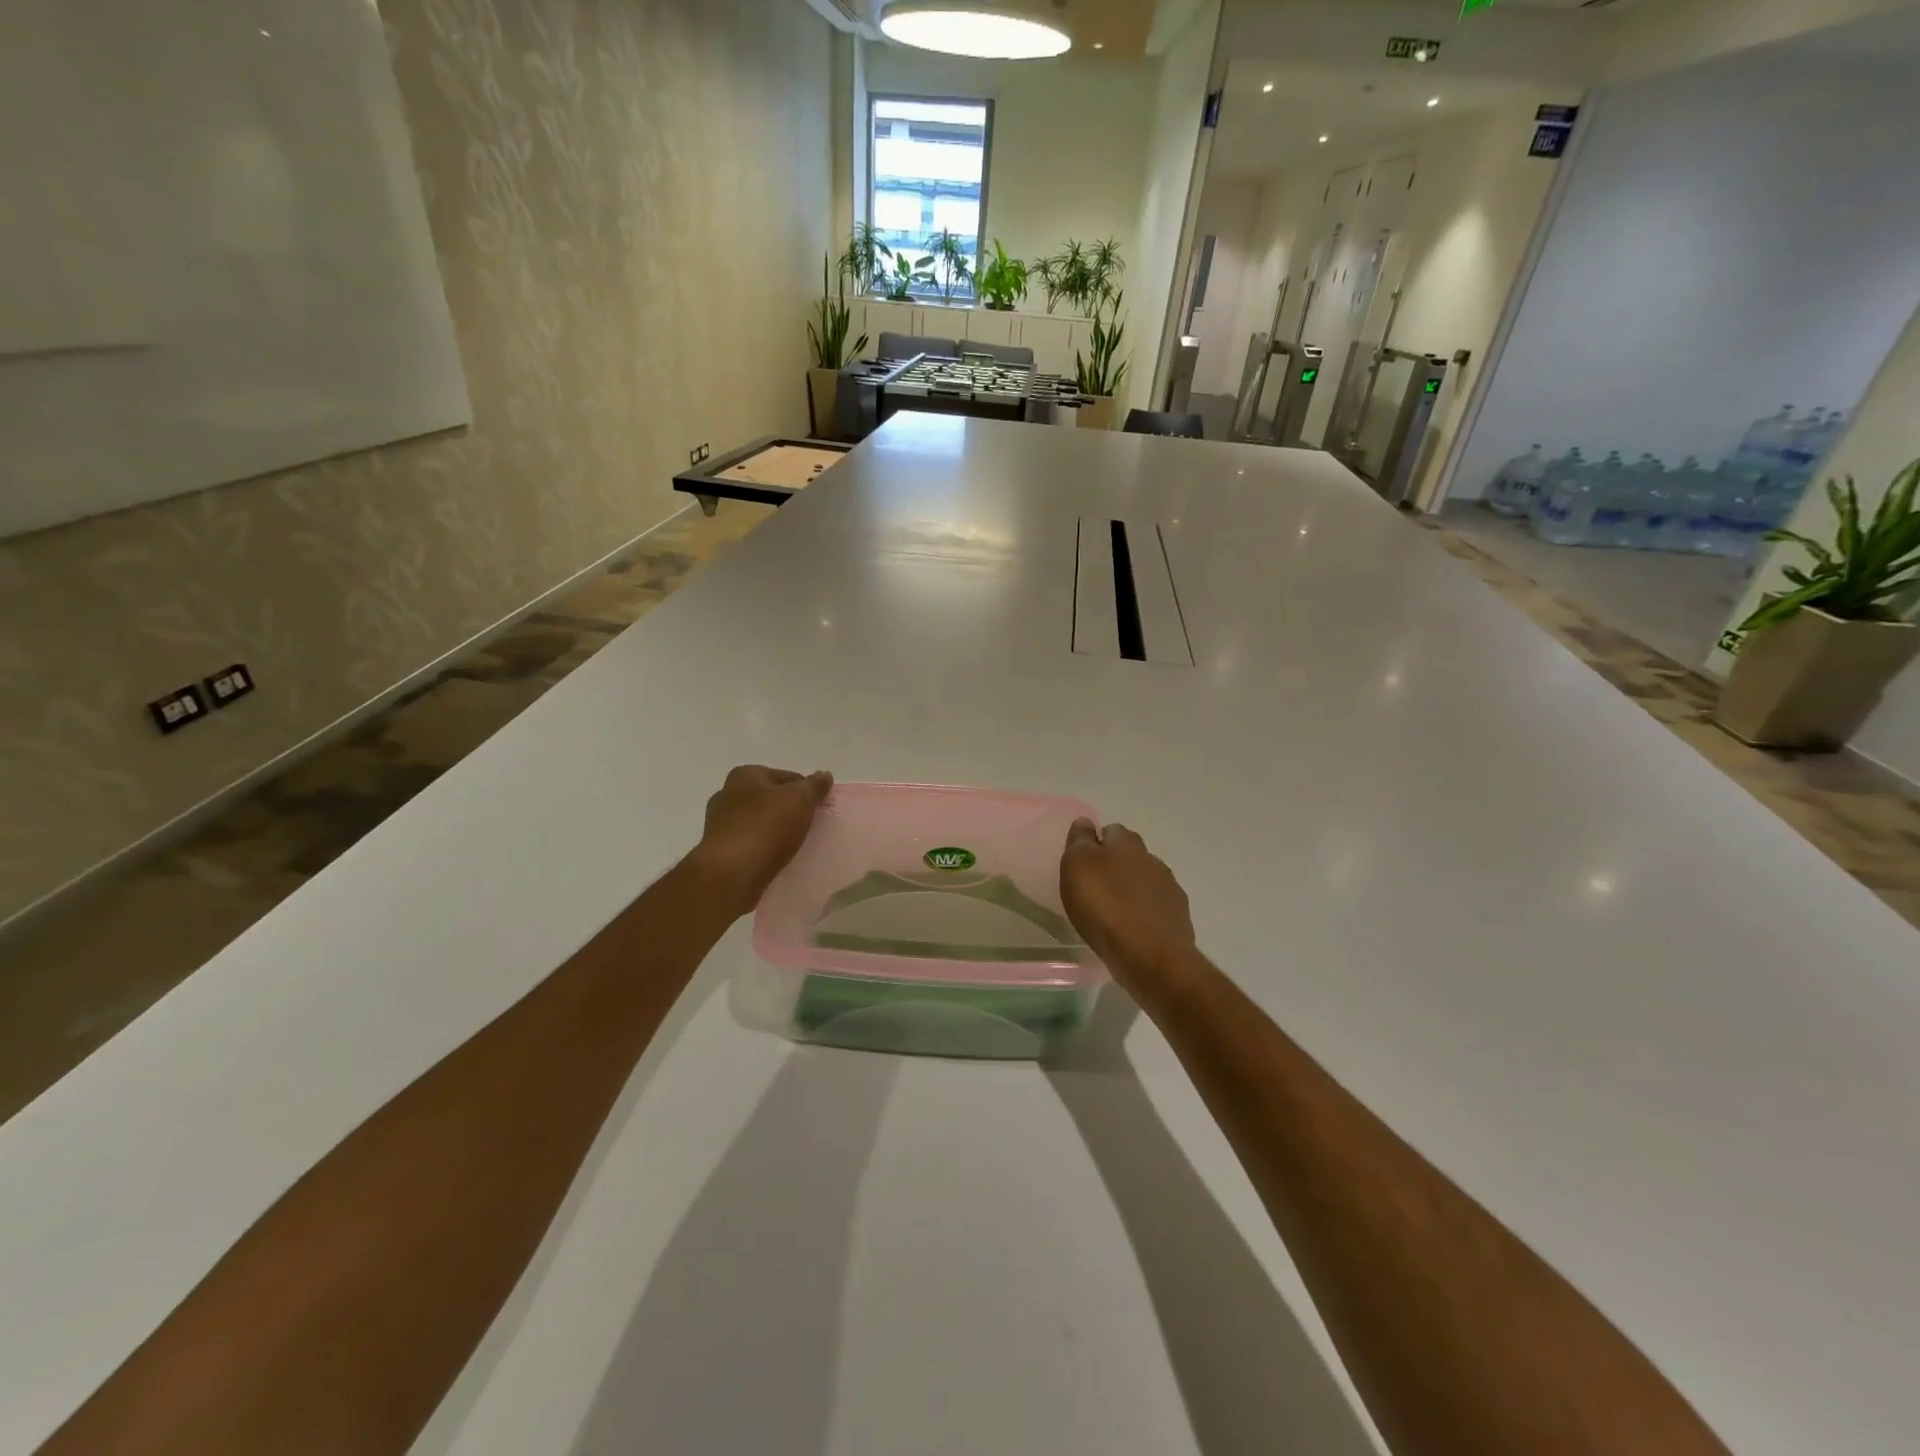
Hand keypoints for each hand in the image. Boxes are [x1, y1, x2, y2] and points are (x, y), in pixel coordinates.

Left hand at [689, 765, 832, 916]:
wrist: (731, 874)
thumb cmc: (767, 827)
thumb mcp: (800, 800)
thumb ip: (814, 786)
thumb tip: (824, 775)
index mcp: (745, 775)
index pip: (786, 777)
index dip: (806, 791)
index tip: (819, 809)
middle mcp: (727, 794)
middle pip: (770, 798)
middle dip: (789, 810)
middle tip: (809, 827)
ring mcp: (719, 823)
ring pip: (759, 822)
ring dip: (775, 831)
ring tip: (795, 846)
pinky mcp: (719, 850)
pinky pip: (750, 843)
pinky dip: (763, 848)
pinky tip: (776, 859)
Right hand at [1060, 819, 1195, 989]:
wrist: (1150, 956)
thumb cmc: (1105, 906)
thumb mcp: (1077, 866)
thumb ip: (1080, 841)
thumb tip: (1085, 823)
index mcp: (1127, 844)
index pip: (1111, 831)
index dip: (1096, 843)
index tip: (1082, 862)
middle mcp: (1152, 860)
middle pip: (1131, 855)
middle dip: (1116, 865)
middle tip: (1096, 886)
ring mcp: (1169, 890)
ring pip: (1146, 881)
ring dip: (1132, 890)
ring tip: (1113, 911)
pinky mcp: (1178, 919)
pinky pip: (1156, 908)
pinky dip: (1144, 914)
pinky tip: (1133, 929)